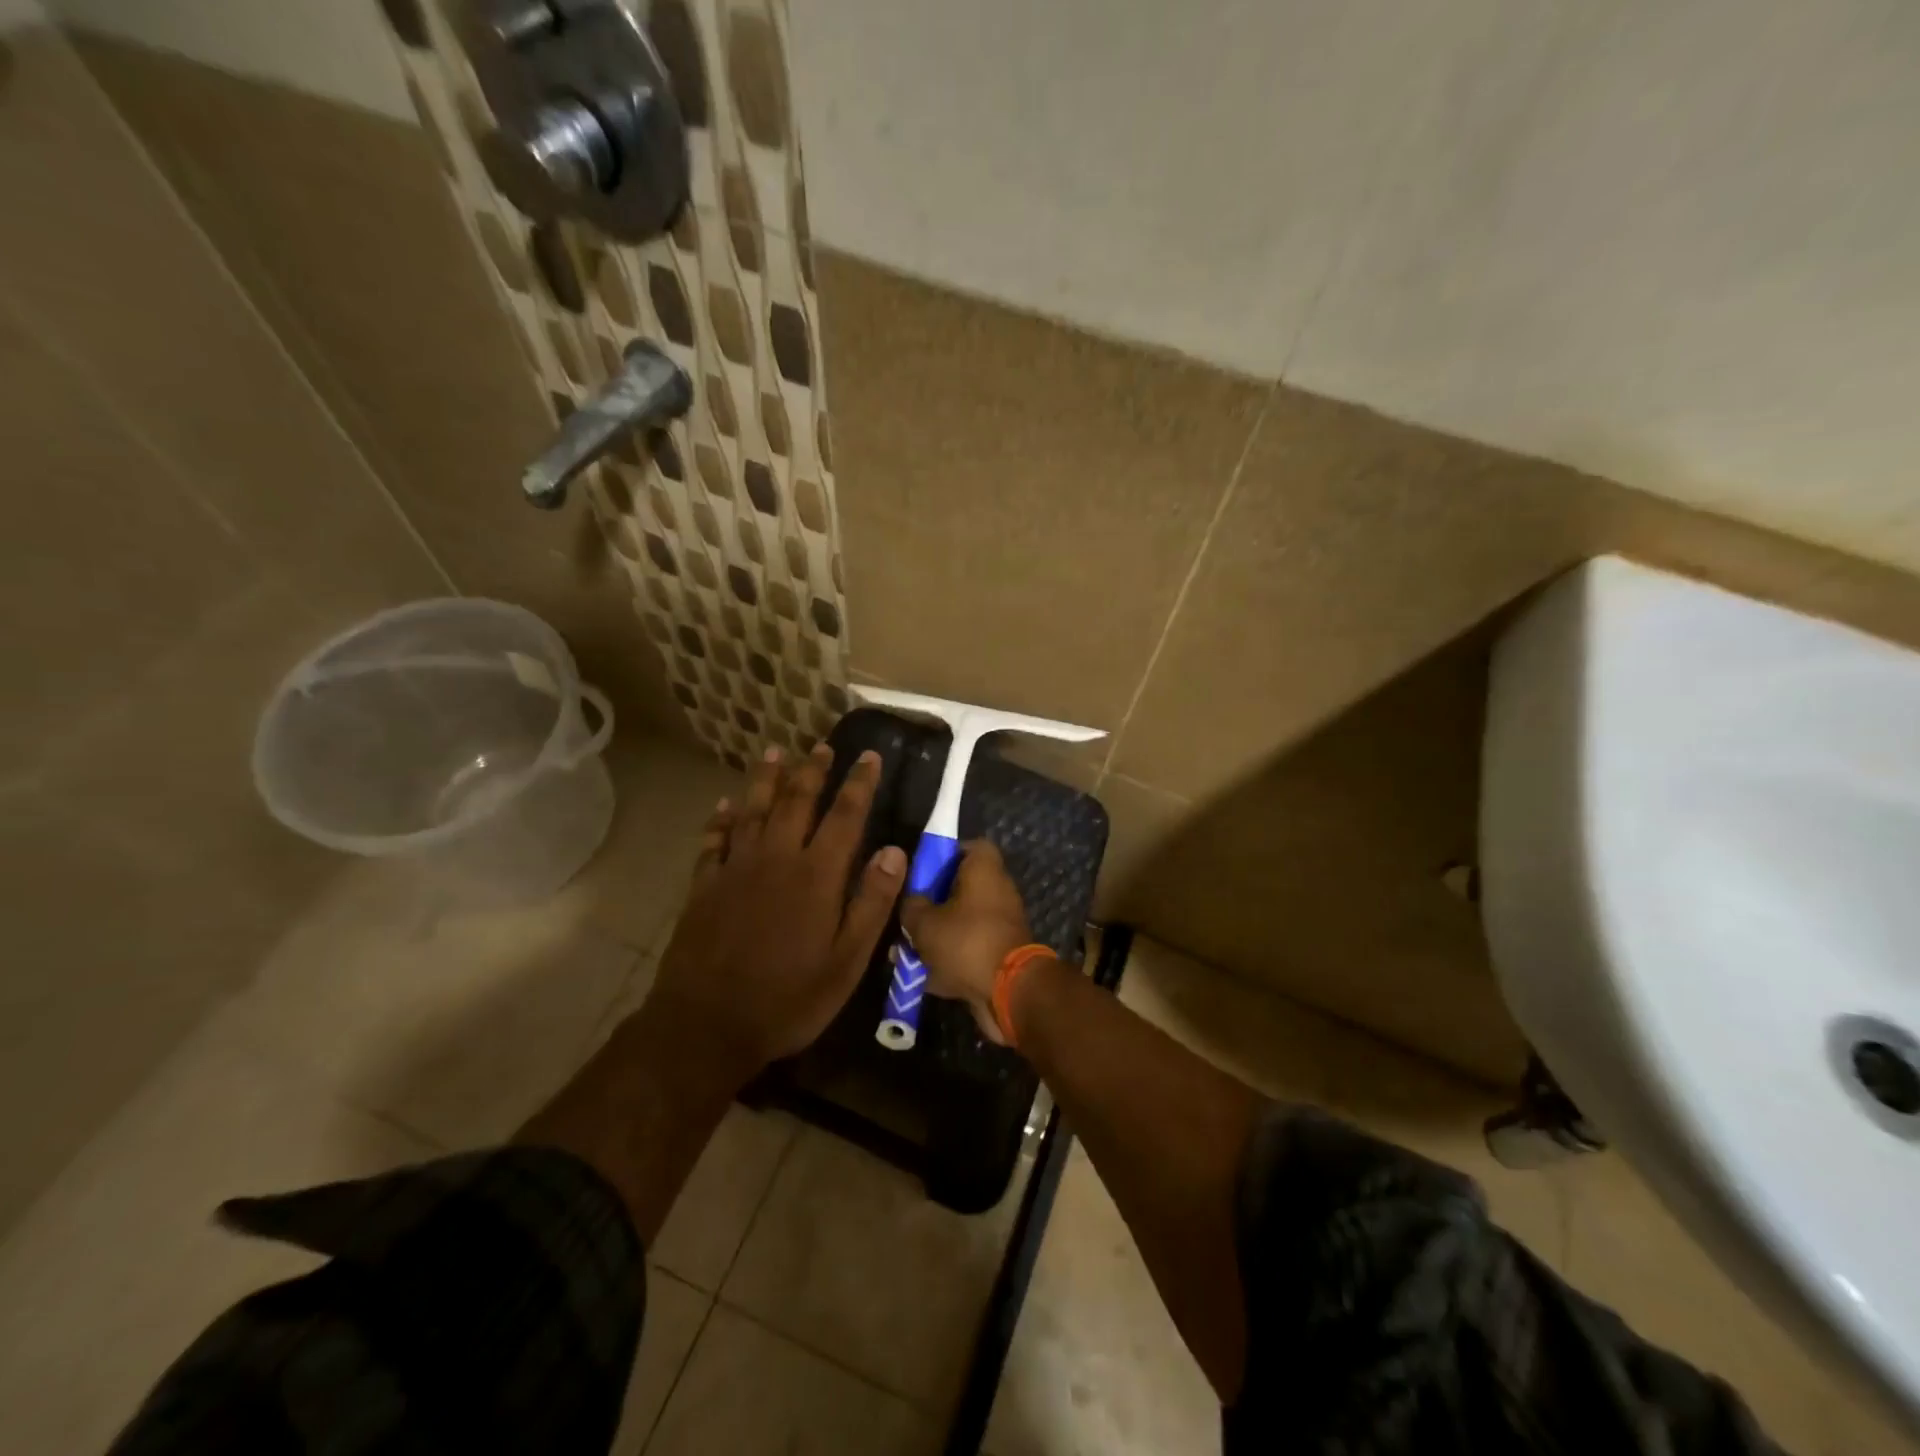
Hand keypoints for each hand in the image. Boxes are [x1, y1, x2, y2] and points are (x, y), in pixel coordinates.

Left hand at [646, 745, 906, 1072]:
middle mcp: (776, 859)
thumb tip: (894, 850)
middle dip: (812, 771)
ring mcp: (735, 869)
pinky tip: (723, 805)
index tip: (869, 756)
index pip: (844, 816)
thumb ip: (872, 903)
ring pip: (753, 810)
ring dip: (765, 780)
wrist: (706, 1025)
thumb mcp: (846, 962)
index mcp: (816, 876)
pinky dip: (720, 819)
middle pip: (796, 801)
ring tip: (774, 753)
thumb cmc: (788, 999)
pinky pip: (713, 841)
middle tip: (822, 746)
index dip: (858, 784)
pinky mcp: (704, 886)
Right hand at [899, 840, 1034, 1043]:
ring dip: (937, 935)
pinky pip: (970, 948)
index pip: (968, 846)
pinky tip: (923, 976)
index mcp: (985, 869)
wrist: (1009, 992)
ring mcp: (1002, 923)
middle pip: (961, 887)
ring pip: (962, 921)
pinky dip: (950, 959)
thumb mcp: (924, 922)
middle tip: (908, 917)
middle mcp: (999, 890)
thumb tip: (910, 902)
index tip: (920, 874)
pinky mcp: (1002, 953)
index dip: (943, 856)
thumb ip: (911, 906)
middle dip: (932, 903)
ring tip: (908, 952)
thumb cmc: (966, 942)